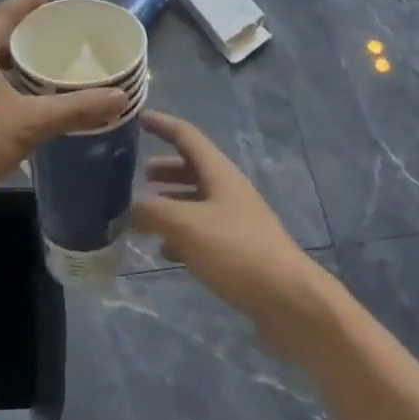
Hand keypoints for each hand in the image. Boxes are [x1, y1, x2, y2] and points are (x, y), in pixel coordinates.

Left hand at [0, 0, 128, 233]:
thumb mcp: (30, 123)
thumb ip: (75, 109)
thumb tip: (120, 96)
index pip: (3, 13)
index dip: (27, 4)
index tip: (51, 1)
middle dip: (25, 36)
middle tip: (58, 40)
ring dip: (16, 66)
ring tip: (48, 72)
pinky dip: (7, 89)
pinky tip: (27, 109)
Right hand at [133, 111, 330, 344]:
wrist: (291, 302)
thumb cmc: (237, 251)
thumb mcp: (187, 226)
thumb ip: (152, 212)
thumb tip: (127, 209)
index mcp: (219, 172)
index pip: (186, 135)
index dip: (162, 124)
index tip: (139, 117)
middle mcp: (228, 190)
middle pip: (192, 169)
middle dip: (164, 169)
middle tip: (136, 174)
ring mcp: (236, 221)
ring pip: (196, 201)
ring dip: (171, 203)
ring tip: (143, 215)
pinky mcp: (239, 252)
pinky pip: (203, 232)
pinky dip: (181, 234)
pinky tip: (165, 251)